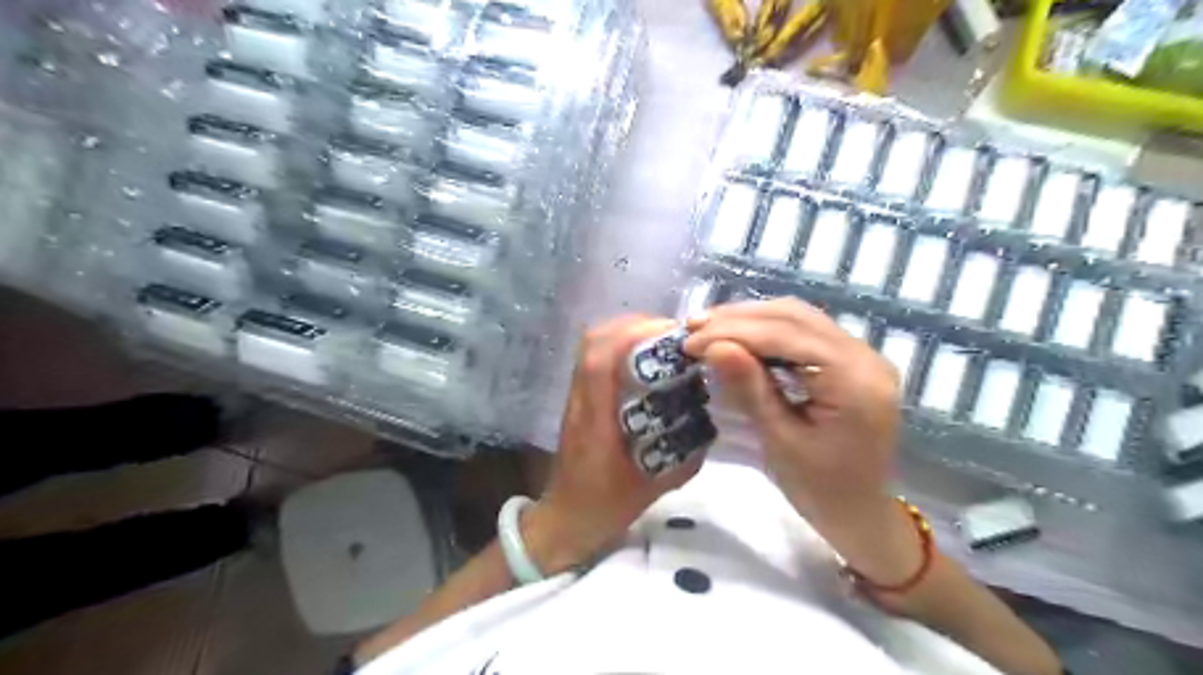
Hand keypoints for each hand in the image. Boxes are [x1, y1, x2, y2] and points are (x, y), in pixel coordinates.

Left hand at [526, 317, 706, 574]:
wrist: (566, 518)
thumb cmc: (606, 506)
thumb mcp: (654, 486)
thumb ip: (684, 456)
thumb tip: (710, 420)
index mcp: (594, 420)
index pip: (601, 361)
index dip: (633, 335)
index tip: (671, 332)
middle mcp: (581, 400)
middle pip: (593, 342)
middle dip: (633, 325)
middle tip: (671, 333)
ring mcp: (575, 397)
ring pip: (590, 345)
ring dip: (625, 332)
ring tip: (660, 339)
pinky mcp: (578, 399)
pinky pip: (593, 357)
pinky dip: (618, 345)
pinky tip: (644, 358)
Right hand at [686, 299, 922, 584]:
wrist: (861, 514)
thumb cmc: (820, 490)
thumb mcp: (780, 442)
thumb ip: (750, 388)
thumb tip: (714, 346)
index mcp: (854, 380)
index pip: (785, 335)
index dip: (733, 332)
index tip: (689, 340)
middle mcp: (865, 355)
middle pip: (793, 316)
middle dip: (738, 318)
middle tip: (693, 327)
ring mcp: (862, 354)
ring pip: (798, 317)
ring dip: (750, 318)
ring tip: (708, 326)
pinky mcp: (850, 360)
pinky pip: (805, 331)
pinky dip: (767, 329)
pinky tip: (738, 335)